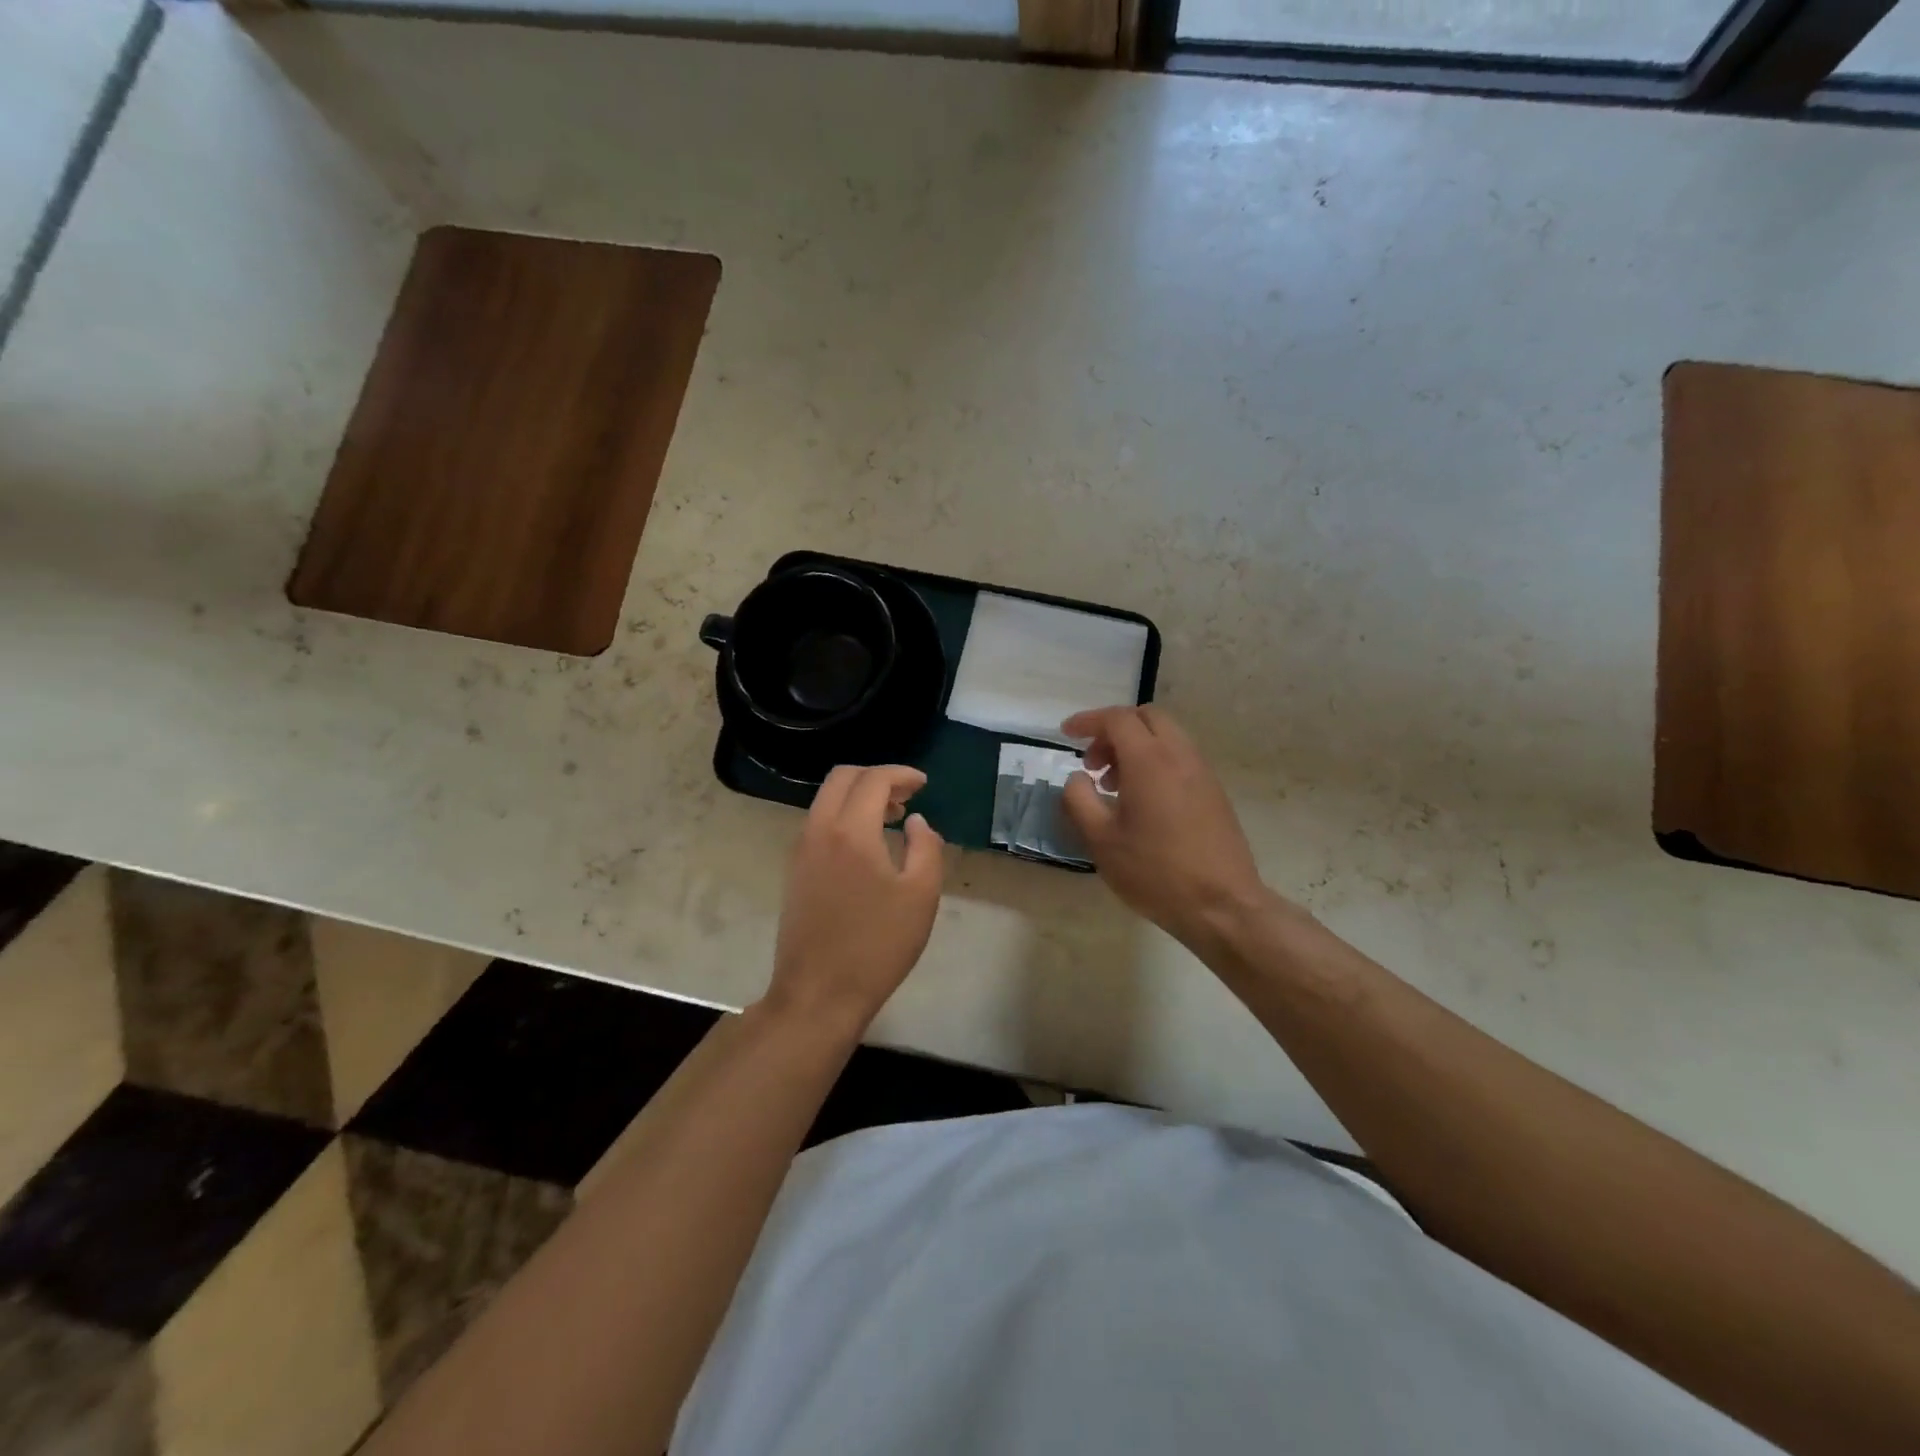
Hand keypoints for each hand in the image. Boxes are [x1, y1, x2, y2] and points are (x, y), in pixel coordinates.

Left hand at [768, 764, 944, 1030]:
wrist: (818, 993)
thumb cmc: (877, 945)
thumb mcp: (920, 896)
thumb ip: (926, 848)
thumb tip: (917, 822)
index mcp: (850, 831)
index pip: (873, 780)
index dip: (901, 774)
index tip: (923, 784)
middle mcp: (818, 830)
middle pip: (842, 778)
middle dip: (876, 777)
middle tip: (906, 796)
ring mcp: (801, 850)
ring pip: (827, 800)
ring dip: (859, 796)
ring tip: (892, 817)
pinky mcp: (795, 871)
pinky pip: (819, 823)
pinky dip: (844, 816)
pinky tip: (868, 844)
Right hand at [1061, 706, 1273, 949]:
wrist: (1221, 905)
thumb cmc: (1155, 872)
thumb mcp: (1101, 840)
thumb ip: (1079, 800)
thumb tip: (1077, 778)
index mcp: (1149, 761)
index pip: (1117, 719)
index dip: (1087, 721)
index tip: (1066, 734)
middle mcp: (1180, 756)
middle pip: (1146, 718)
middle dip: (1114, 730)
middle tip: (1093, 763)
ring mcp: (1202, 773)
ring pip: (1166, 736)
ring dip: (1135, 747)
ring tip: (1113, 786)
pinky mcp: (1214, 792)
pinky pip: (1180, 758)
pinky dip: (1155, 761)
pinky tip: (1142, 801)